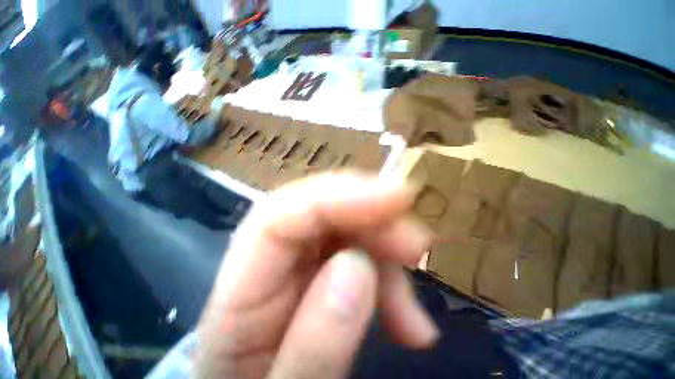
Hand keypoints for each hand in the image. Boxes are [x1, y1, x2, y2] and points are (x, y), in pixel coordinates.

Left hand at [195, 172, 438, 378]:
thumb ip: (315, 345)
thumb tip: (356, 267)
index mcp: (238, 295)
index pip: (281, 215)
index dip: (339, 195)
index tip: (395, 196)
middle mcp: (265, 265)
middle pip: (316, 209)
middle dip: (370, 214)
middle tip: (416, 242)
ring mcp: (295, 263)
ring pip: (343, 226)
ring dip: (384, 252)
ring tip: (412, 314)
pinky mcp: (319, 271)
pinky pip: (356, 250)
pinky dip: (387, 274)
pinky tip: (407, 320)